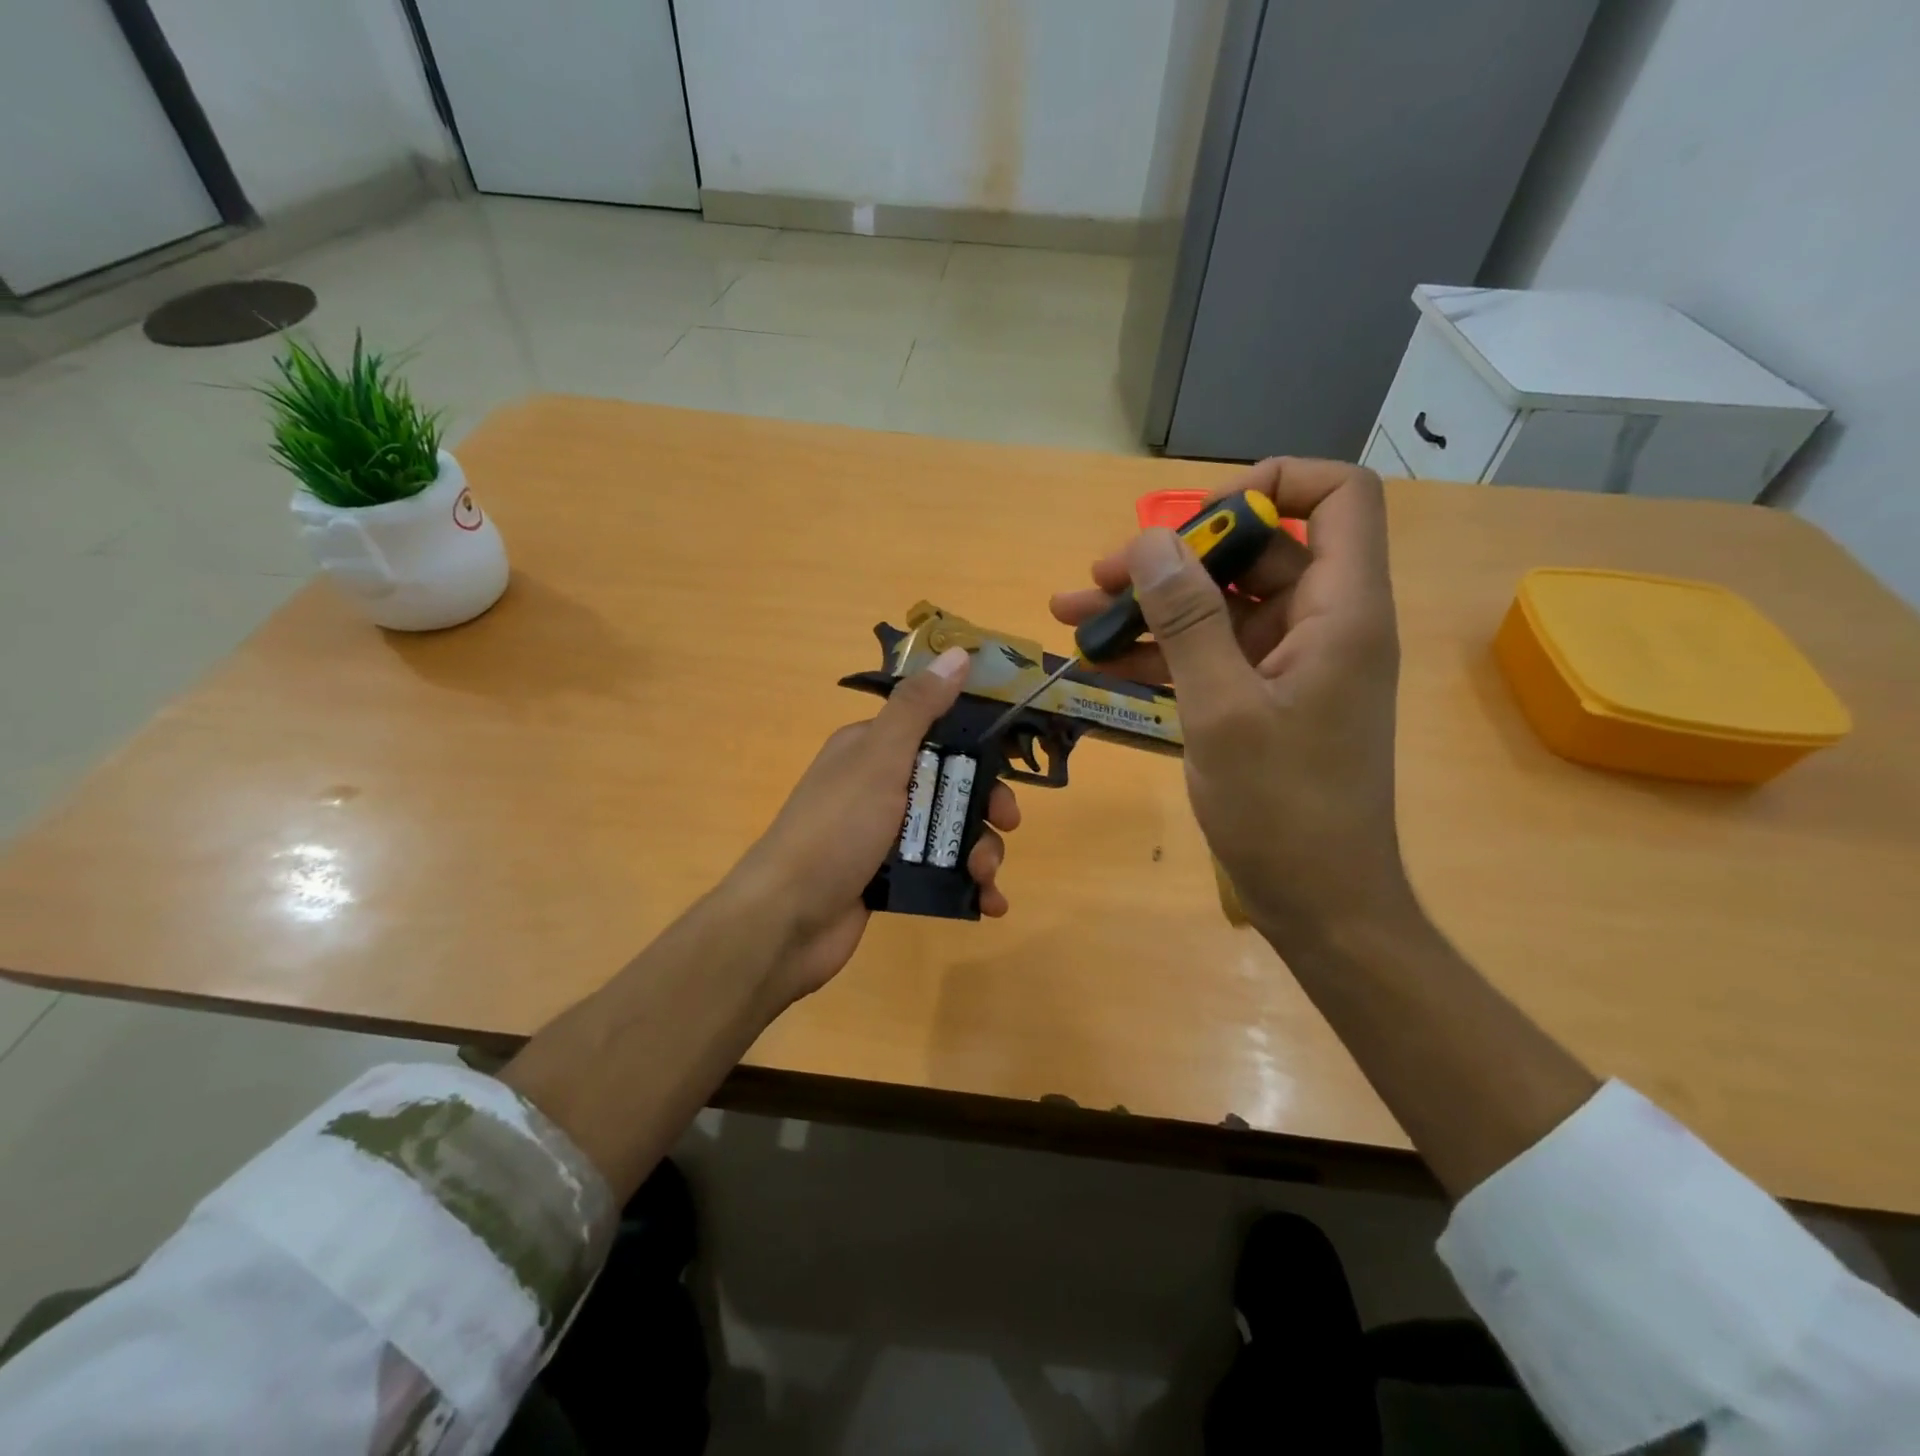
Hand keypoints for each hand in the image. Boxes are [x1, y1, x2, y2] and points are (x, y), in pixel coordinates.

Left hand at [730, 646, 1019, 1002]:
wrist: (786, 920)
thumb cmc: (835, 829)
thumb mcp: (879, 759)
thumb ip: (919, 708)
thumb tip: (958, 654)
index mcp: (872, 749)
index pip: (937, 733)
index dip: (977, 747)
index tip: (1010, 766)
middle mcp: (879, 787)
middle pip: (951, 786)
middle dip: (986, 807)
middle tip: (1006, 825)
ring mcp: (884, 836)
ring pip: (950, 832)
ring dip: (981, 851)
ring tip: (985, 876)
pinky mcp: (889, 879)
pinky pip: (940, 873)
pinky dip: (968, 887)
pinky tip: (989, 903)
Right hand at [1050, 458, 1409, 952]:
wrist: (1319, 902)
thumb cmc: (1282, 808)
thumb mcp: (1222, 709)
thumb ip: (1187, 620)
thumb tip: (1150, 541)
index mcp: (1340, 611)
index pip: (1336, 497)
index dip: (1269, 486)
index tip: (1193, 520)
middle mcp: (1321, 624)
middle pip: (1254, 553)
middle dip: (1173, 558)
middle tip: (1099, 578)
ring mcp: (1290, 664)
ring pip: (1219, 607)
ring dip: (1150, 608)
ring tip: (1073, 615)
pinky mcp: (1263, 699)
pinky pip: (1210, 655)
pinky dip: (1160, 654)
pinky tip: (1100, 663)